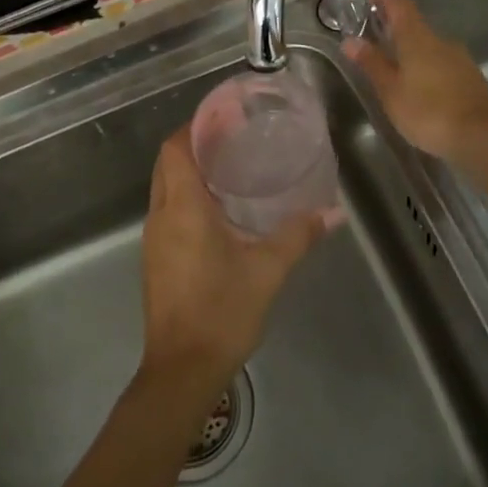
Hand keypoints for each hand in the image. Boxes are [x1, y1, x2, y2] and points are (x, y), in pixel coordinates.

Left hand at [138, 127, 325, 390]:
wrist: (182, 369)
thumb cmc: (222, 311)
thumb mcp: (268, 270)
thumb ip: (299, 235)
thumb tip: (333, 212)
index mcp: (183, 208)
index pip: (175, 149)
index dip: (194, 126)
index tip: (223, 117)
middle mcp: (161, 216)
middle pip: (168, 164)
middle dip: (194, 145)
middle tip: (233, 138)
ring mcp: (154, 239)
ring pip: (165, 188)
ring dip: (190, 172)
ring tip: (230, 167)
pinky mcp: (156, 259)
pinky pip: (167, 212)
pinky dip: (187, 198)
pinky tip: (219, 210)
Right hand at [343, 0, 487, 161]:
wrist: (482, 135)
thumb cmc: (428, 111)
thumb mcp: (391, 91)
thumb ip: (372, 64)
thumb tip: (350, 40)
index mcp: (417, 38)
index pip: (400, 4)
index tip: (367, 0)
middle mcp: (440, 40)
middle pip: (414, 25)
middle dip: (393, 29)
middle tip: (372, 41)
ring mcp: (459, 58)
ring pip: (428, 46)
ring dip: (410, 51)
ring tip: (393, 69)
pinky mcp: (469, 77)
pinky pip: (441, 63)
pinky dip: (426, 67)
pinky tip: (419, 88)